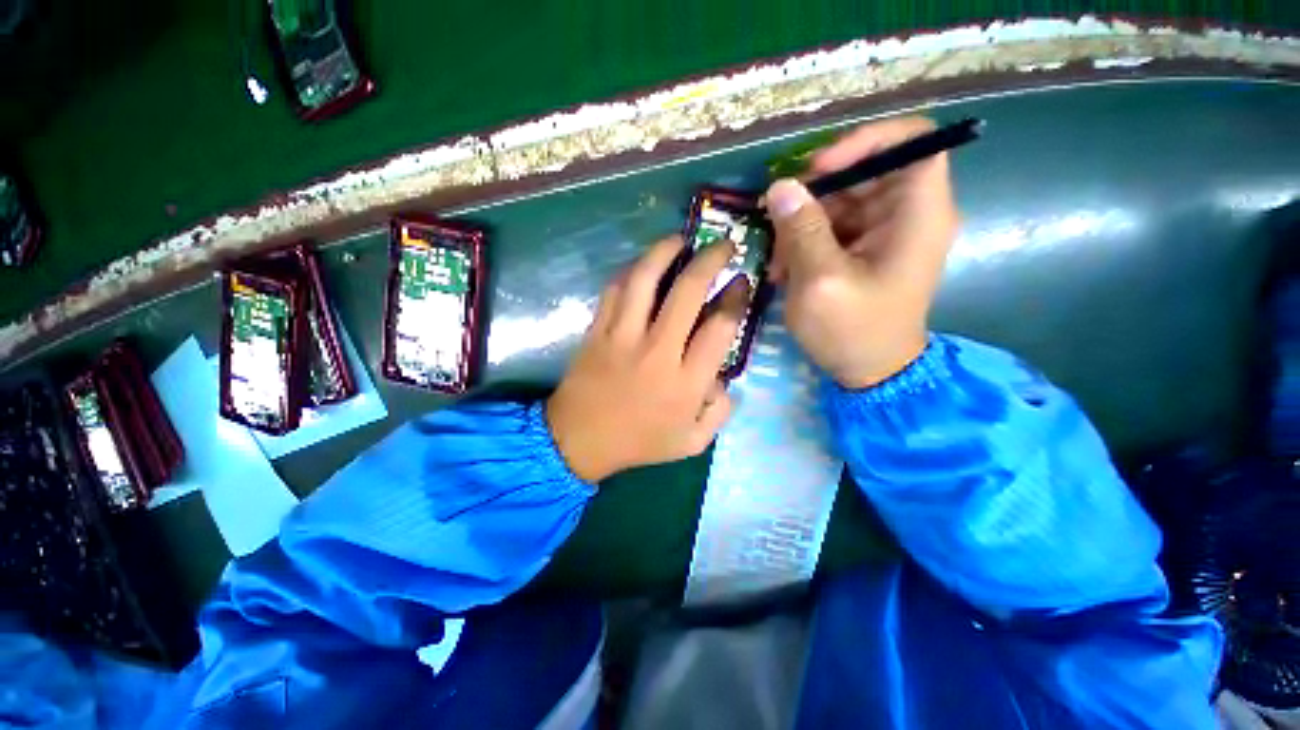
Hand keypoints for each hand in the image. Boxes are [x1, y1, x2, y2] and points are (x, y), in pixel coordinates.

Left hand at [547, 236, 749, 482]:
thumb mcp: (692, 442)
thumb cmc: (638, 442)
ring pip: (646, 279)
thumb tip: (724, 377)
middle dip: (711, 260)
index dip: (736, 297)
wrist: (578, 440)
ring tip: (681, 239)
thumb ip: (719, 411)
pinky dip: (631, 270)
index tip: (741, 281)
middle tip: (723, 245)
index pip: (720, 326)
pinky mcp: (597, 330)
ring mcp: (622, 336)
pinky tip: (643, 264)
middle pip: (688, 291)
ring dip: (665, 251)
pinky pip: (614, 289)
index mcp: (686, 382)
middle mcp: (657, 351)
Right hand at [765, 116, 958, 388]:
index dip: (864, 141)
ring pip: (843, 200)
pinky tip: (785, 267)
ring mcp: (885, 232)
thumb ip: (802, 231)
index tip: (818, 169)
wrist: (870, 372)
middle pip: (866, 171)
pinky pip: (834, 226)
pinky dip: (805, 241)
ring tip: (777, 258)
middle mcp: (908, 214)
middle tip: (777, 216)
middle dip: (816, 191)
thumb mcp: (820, 282)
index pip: (913, 141)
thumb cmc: (852, 331)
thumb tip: (780, 186)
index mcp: (917, 214)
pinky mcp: (865, 249)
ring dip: (803, 223)